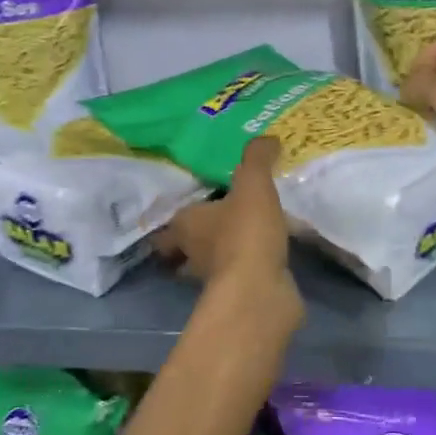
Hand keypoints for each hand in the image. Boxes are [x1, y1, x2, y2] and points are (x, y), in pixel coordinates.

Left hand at [153, 138, 302, 328]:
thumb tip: (266, 138)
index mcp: (185, 225)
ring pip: (210, 264)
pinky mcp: (237, 296)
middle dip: (194, 238)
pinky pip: (238, 277)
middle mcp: (192, 254)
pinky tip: (265, 256)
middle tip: (216, 222)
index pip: (169, 223)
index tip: (191, 206)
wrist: (260, 291)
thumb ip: (256, 159)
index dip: (176, 216)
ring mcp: (213, 279)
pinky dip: (247, 268)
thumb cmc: (245, 233)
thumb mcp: (253, 185)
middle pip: (183, 248)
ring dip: (221, 254)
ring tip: (244, 236)